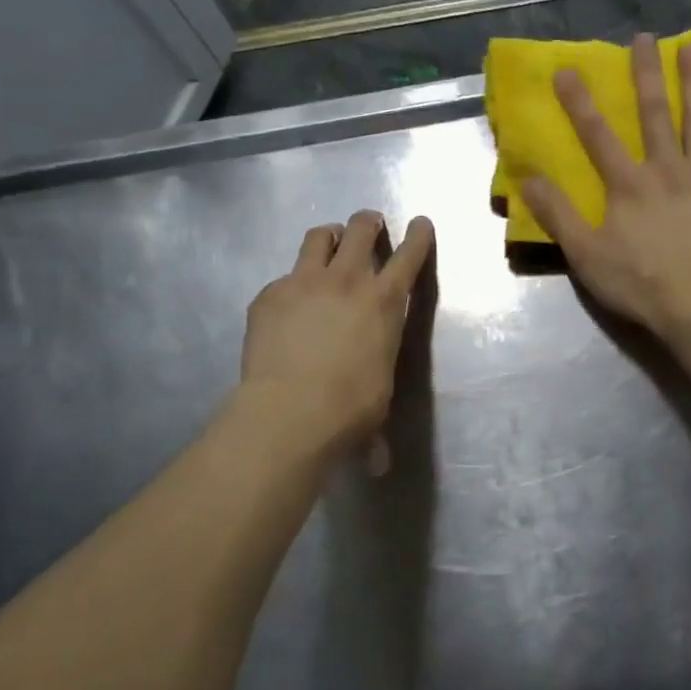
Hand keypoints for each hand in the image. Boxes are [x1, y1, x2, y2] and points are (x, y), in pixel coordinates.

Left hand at [241, 211, 434, 458]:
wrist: (290, 410)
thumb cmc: (350, 409)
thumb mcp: (377, 401)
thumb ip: (375, 421)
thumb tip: (378, 466)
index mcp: (384, 302)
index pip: (410, 255)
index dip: (419, 236)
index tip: (421, 223)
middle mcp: (347, 280)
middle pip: (361, 229)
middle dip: (368, 222)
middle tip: (369, 226)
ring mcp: (303, 282)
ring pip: (318, 236)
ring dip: (329, 236)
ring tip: (329, 244)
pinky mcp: (269, 295)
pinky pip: (284, 276)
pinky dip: (291, 283)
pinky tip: (287, 305)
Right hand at [521, 34, 690, 342]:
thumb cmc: (639, 283)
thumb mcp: (585, 254)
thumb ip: (558, 214)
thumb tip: (528, 177)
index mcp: (627, 184)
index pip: (597, 135)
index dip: (579, 102)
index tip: (567, 69)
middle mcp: (665, 169)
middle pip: (653, 115)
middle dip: (645, 75)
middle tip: (644, 38)